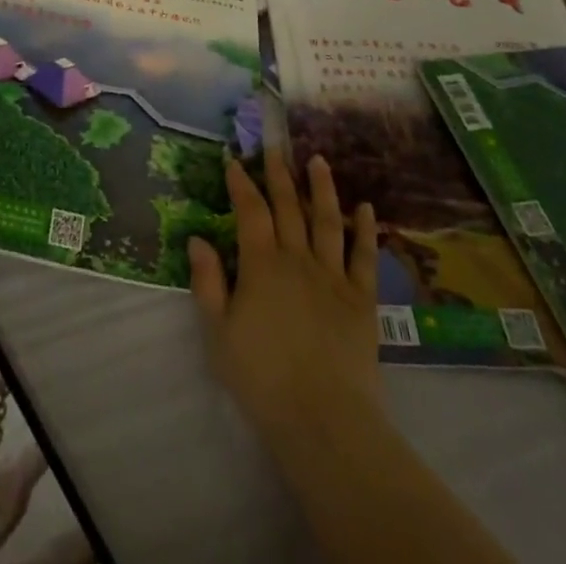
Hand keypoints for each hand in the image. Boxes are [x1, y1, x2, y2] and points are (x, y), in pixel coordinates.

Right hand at [187, 151, 380, 448]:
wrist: (323, 419)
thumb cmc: (262, 378)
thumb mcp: (218, 333)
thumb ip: (207, 282)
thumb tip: (198, 238)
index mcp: (262, 265)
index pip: (250, 211)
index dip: (241, 184)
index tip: (234, 161)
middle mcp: (298, 259)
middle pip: (289, 207)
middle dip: (280, 174)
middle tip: (275, 147)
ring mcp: (333, 275)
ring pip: (328, 221)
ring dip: (322, 188)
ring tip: (319, 161)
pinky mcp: (361, 298)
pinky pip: (364, 256)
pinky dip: (365, 230)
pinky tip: (367, 208)